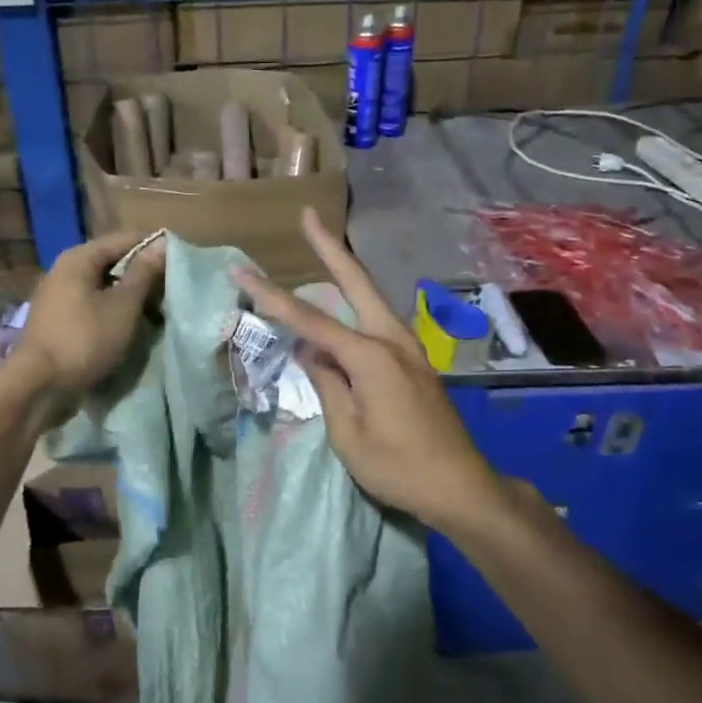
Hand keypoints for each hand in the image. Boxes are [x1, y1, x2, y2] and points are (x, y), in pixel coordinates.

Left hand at [10, 230, 165, 400]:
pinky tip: (130, 322)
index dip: (154, 247)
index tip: (180, 261)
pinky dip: (113, 308)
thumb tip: (163, 243)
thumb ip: (143, 273)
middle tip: (172, 288)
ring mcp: (59, 294)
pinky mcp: (59, 317)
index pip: (126, 238)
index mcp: (80, 257)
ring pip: (104, 284)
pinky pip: (93, 303)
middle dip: (142, 273)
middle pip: (113, 260)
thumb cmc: (84, 339)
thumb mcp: (123, 306)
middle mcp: (65, 268)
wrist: (38, 385)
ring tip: (156, 307)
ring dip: (129, 294)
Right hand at [233, 209, 513, 536]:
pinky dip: (355, 304)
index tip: (241, 271)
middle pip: (356, 282)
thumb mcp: (348, 434)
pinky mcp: (413, 361)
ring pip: (370, 298)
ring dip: (344, 271)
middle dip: (329, 247)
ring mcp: (408, 348)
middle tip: (307, 215)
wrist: (460, 486)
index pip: (310, 320)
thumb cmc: (398, 467)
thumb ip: (327, 385)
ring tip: (321, 247)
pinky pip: (377, 322)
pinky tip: (342, 307)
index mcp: (371, 357)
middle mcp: (392, 340)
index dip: (271, 296)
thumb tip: (310, 352)